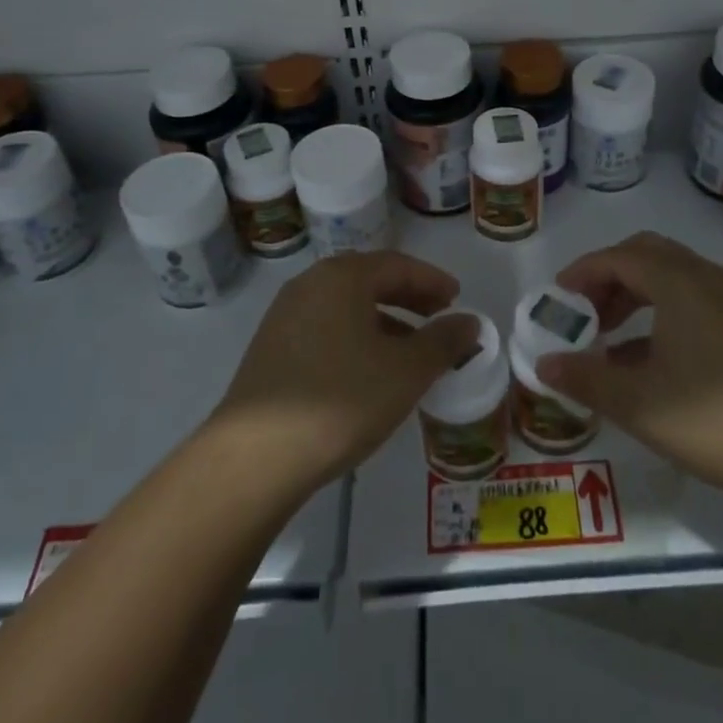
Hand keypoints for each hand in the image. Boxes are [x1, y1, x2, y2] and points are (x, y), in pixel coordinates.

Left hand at [214, 251, 478, 492]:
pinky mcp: (270, 349)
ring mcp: (284, 316)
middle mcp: (310, 285)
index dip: (432, 280)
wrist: (253, 457)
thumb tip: (469, 322)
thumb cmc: (340, 400)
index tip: (457, 297)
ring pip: (346, 306)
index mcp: (342, 278)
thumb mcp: (406, 372)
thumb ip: (443, 342)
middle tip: (438, 315)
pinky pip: (326, 328)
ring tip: (409, 349)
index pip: (397, 265)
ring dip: (383, 320)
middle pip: (369, 280)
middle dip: (408, 297)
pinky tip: (368, 371)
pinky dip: (356, 337)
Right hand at [538, 231, 722, 500]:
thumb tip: (544, 364)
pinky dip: (663, 312)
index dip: (581, 273)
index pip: (617, 257)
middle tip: (584, 312)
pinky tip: (652, 360)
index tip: (557, 298)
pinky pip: (694, 299)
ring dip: (636, 295)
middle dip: (609, 277)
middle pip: (646, 255)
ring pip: (672, 276)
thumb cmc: (713, 418)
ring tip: (610, 337)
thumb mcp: (637, 402)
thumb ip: (585, 378)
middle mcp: (706, 277)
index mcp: (677, 281)